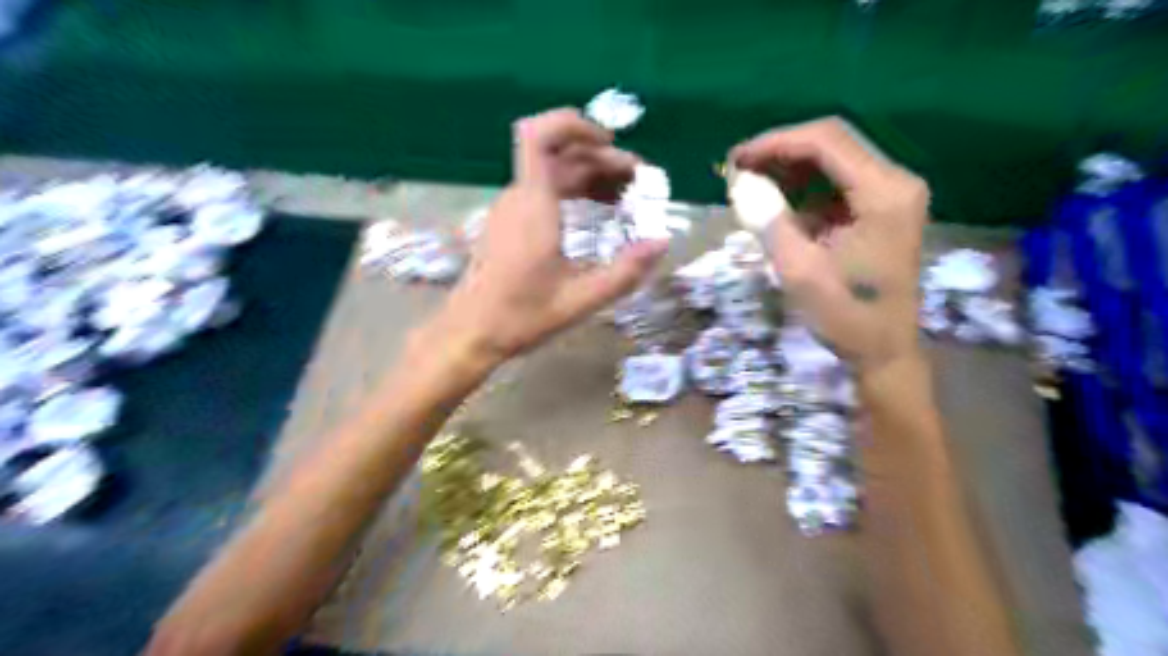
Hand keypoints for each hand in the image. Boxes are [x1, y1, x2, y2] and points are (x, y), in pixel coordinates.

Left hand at [428, 107, 666, 363]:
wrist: (471, 332)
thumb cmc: (521, 316)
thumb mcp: (581, 299)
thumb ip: (625, 272)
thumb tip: (662, 242)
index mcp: (533, 205)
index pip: (540, 134)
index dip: (575, 124)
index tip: (610, 143)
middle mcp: (519, 197)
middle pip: (559, 153)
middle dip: (601, 158)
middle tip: (638, 182)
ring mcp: (511, 209)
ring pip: (552, 171)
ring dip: (590, 174)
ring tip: (625, 195)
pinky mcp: (509, 223)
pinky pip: (544, 190)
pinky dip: (574, 190)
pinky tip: (596, 210)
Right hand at [728, 119, 931, 370]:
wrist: (885, 350)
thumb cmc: (846, 316)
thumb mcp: (800, 270)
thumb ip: (770, 221)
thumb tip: (741, 184)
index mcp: (884, 193)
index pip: (827, 141)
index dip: (776, 143)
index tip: (737, 159)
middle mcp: (895, 182)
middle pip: (832, 144)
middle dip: (781, 152)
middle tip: (738, 169)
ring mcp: (892, 195)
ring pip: (833, 161)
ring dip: (789, 168)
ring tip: (750, 183)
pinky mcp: (882, 209)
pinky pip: (837, 183)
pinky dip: (803, 187)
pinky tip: (776, 202)